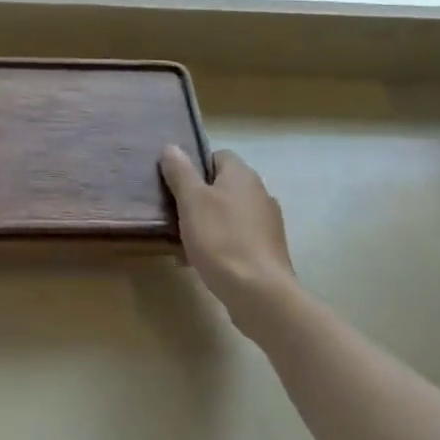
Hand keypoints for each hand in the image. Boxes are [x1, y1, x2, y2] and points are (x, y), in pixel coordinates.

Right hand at [160, 146, 298, 319]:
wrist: (259, 292)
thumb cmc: (221, 238)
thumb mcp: (191, 200)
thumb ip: (180, 172)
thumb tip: (171, 147)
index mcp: (242, 175)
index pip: (217, 156)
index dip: (195, 166)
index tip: (175, 185)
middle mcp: (260, 193)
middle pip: (222, 186)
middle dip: (197, 198)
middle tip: (174, 214)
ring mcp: (267, 222)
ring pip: (228, 213)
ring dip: (207, 223)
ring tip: (183, 241)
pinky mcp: (268, 249)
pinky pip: (237, 237)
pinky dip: (220, 244)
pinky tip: (202, 261)